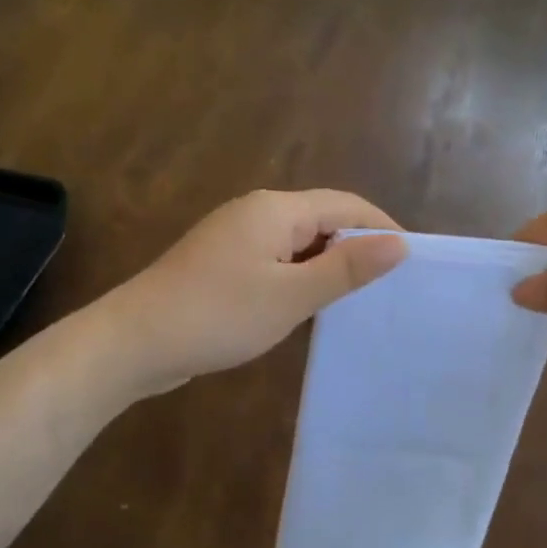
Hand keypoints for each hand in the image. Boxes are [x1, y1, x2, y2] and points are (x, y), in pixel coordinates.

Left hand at [100, 189, 407, 395]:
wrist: (134, 342)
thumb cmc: (218, 315)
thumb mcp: (292, 295)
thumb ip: (347, 267)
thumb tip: (399, 243)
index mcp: (276, 209)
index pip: (346, 204)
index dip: (382, 227)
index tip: (412, 260)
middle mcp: (256, 212)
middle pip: (322, 218)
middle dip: (356, 246)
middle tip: (388, 286)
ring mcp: (234, 237)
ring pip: (297, 242)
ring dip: (327, 264)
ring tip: (357, 298)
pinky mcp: (221, 263)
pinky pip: (274, 259)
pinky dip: (298, 276)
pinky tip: (308, 305)